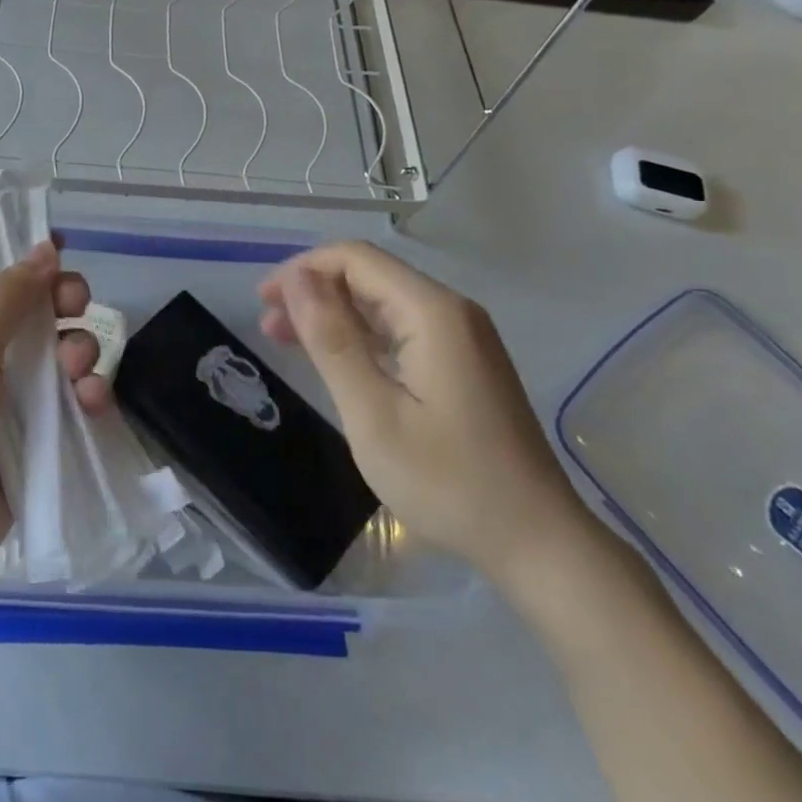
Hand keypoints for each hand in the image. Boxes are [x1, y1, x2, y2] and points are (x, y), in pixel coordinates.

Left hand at [0, 241, 108, 613]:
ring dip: (82, 351)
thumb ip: (5, 300)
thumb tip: (44, 246)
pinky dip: (87, 396)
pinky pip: (71, 403)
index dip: (32, 262)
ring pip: (62, 354)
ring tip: (81, 371)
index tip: (64, 252)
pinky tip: (93, 403)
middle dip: (65, 306)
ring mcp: (9, 398)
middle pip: (38, 311)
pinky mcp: (34, 438)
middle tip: (78, 308)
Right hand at [259, 241, 592, 581]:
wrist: (537, 542)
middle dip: (314, 291)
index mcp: (432, 312)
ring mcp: (462, 337)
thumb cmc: (448, 481)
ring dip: (333, 314)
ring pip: (384, 303)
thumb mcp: (373, 413)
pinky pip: (402, 329)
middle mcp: (451, 311)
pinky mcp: (464, 363)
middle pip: (370, 276)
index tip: (264, 303)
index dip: (303, 270)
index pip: (356, 259)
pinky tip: (336, 360)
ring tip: (288, 341)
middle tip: (268, 326)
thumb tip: (298, 279)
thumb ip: (332, 339)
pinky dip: (361, 336)